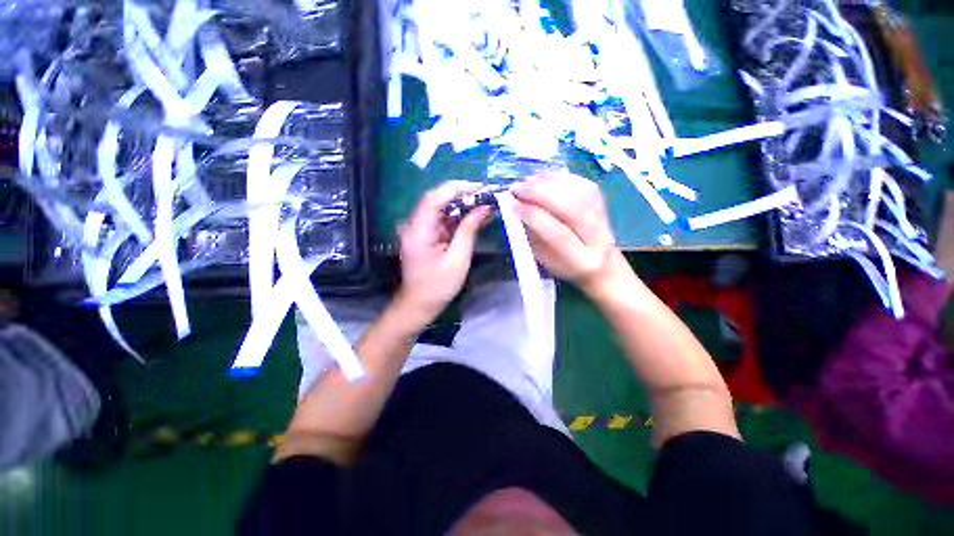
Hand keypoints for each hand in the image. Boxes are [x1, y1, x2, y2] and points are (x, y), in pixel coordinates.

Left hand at [396, 181, 491, 326]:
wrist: (419, 305)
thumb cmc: (438, 287)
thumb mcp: (458, 259)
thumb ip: (468, 230)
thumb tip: (483, 208)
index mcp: (419, 230)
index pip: (435, 198)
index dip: (457, 188)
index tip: (480, 188)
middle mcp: (416, 225)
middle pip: (438, 201)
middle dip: (463, 196)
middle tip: (487, 196)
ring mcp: (420, 230)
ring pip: (442, 210)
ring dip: (463, 207)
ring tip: (486, 205)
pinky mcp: (427, 236)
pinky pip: (443, 221)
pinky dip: (459, 218)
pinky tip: (476, 218)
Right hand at [512, 173, 625, 295]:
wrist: (600, 265)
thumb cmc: (564, 265)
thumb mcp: (543, 260)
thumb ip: (531, 236)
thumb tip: (516, 208)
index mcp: (580, 260)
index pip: (558, 234)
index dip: (534, 216)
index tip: (513, 205)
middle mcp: (598, 239)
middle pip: (572, 209)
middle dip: (541, 194)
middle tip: (518, 188)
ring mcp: (605, 219)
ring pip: (580, 193)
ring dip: (550, 183)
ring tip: (528, 181)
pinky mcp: (604, 204)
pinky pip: (584, 185)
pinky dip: (562, 178)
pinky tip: (544, 177)